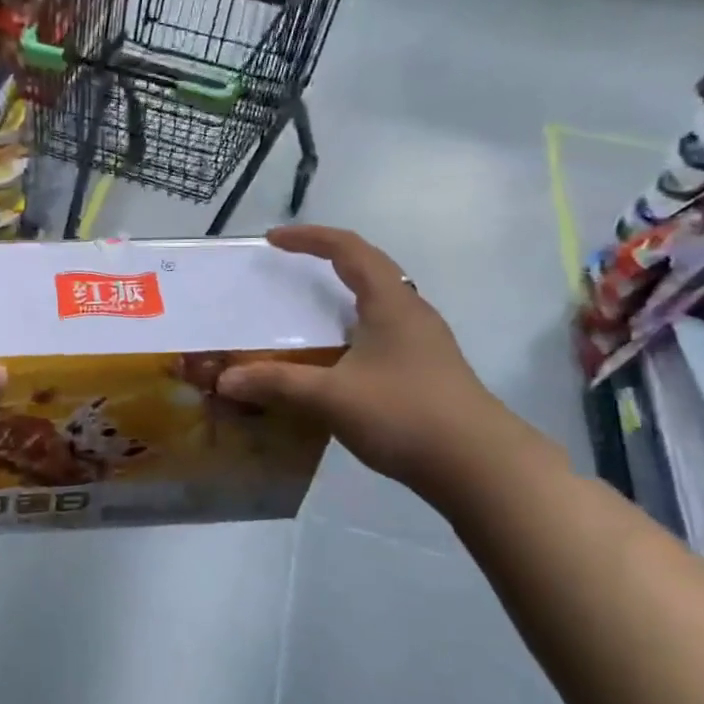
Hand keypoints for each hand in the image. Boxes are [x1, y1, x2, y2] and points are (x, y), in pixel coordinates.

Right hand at [216, 226, 508, 496]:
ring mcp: (424, 342)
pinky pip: (382, 332)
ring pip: (377, 303)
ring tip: (306, 313)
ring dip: (340, 297)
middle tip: (286, 271)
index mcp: (391, 302)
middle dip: (325, 262)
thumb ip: (276, 383)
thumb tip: (224, 380)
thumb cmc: (404, 414)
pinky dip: (351, 330)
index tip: (272, 240)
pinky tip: (334, 360)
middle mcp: (411, 312)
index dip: (309, 238)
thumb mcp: (331, 396)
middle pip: (367, 269)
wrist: (478, 465)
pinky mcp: (426, 370)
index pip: (348, 249)